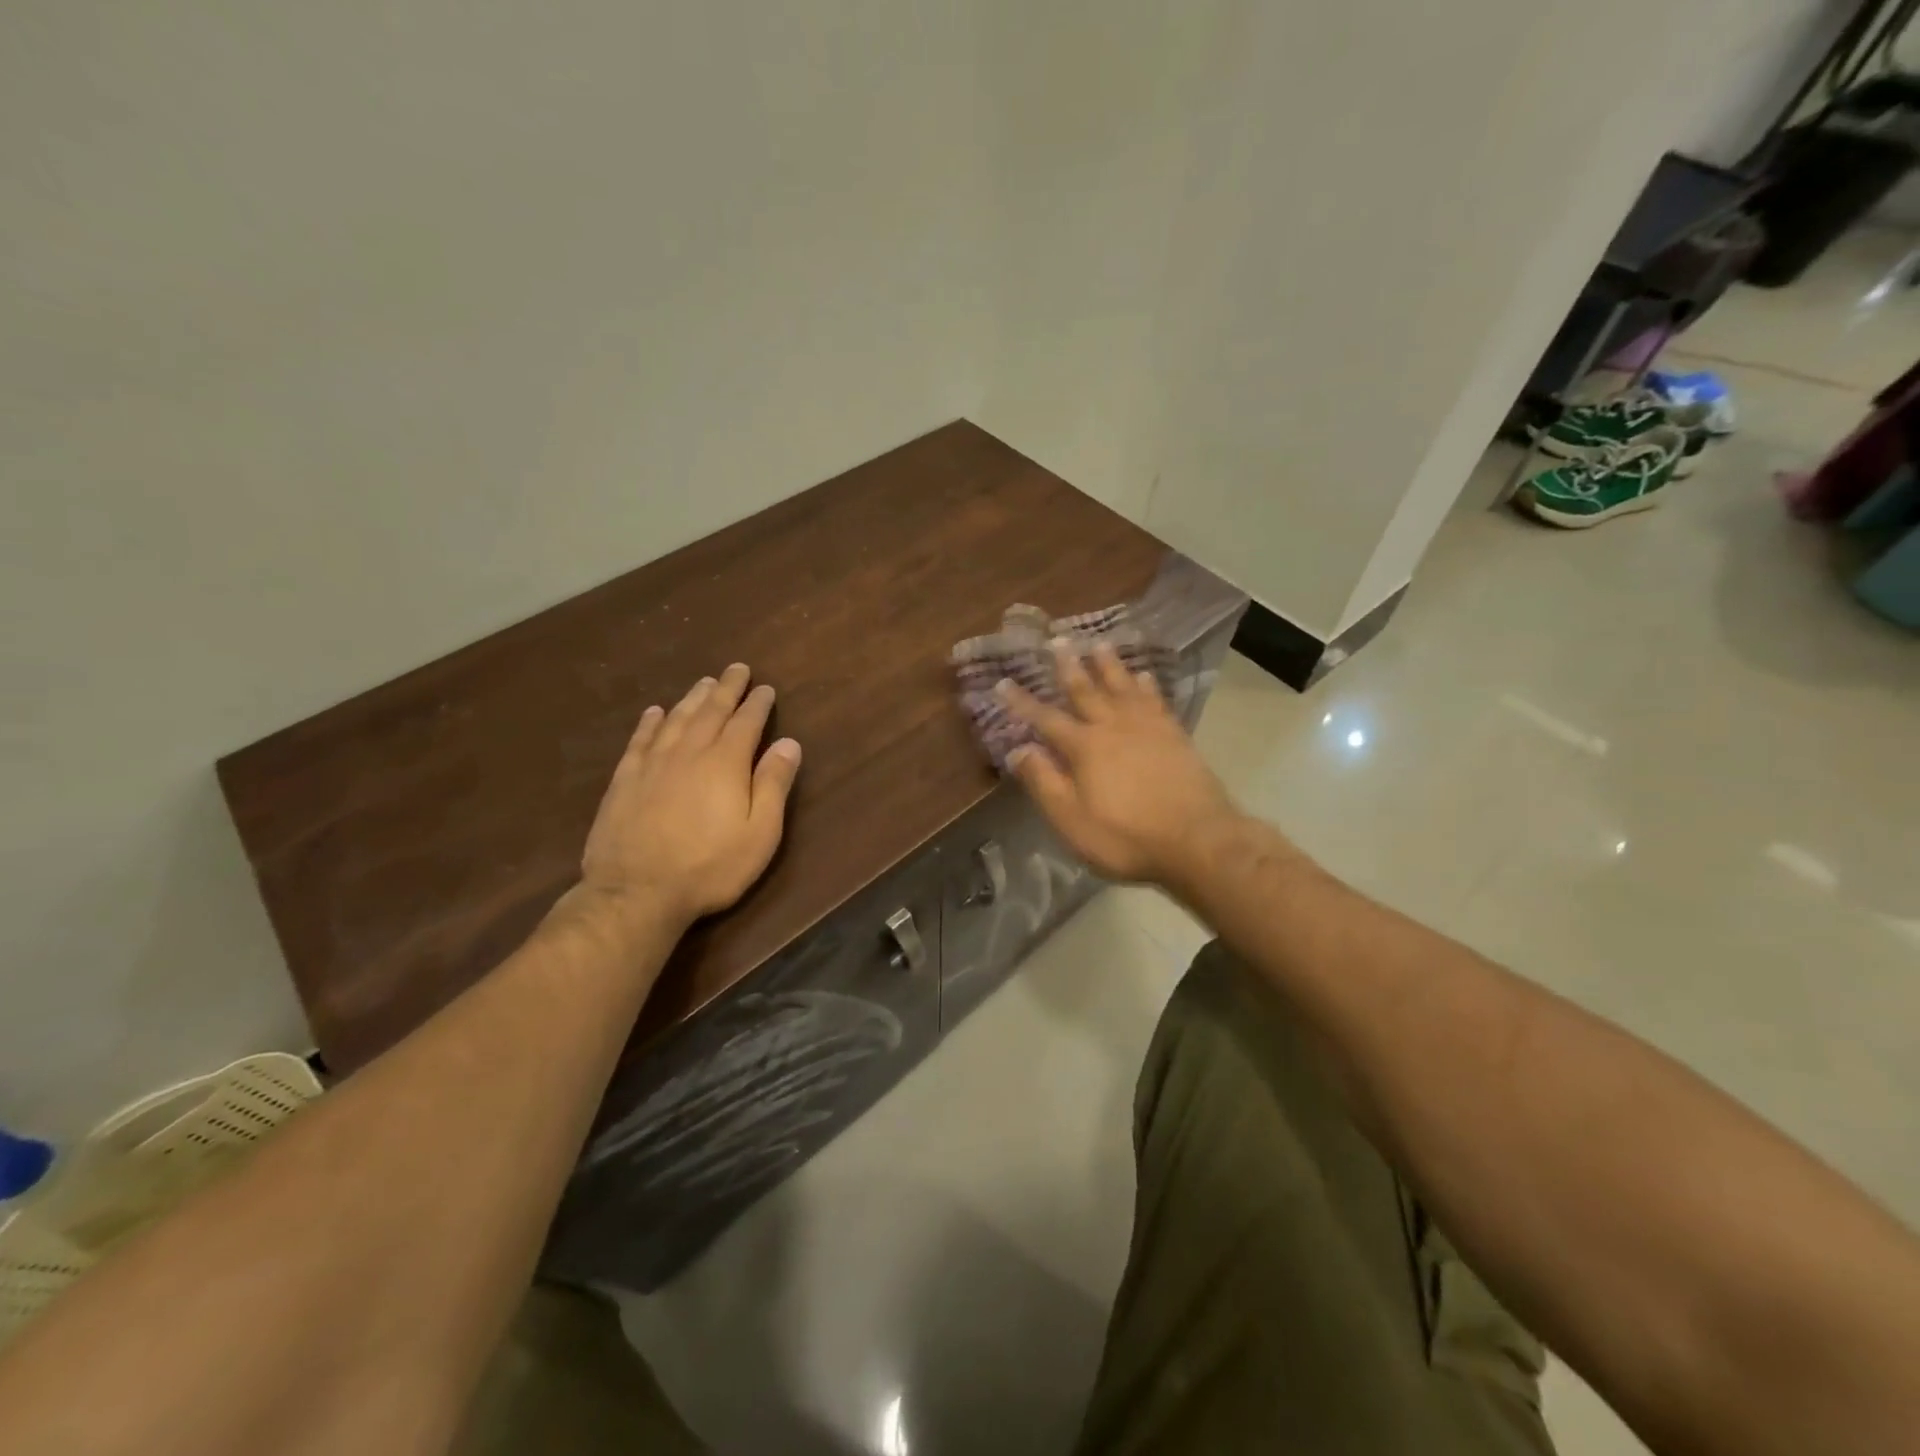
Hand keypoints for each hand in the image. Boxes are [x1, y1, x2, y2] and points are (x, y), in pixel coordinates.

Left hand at [580, 663, 801, 927]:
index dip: (757, 704)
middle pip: (710, 712)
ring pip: (675, 719)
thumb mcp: (759, 833)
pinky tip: (654, 712)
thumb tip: (790, 743)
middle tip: (736, 669)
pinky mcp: (624, 780)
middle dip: (726, 689)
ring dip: (692, 698)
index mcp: (725, 763)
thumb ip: (774, 785)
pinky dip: (650, 722)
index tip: (765, 688)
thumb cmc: (709, 867)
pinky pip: (639, 740)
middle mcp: (688, 753)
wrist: (635, 893)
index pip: (746, 723)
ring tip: (704, 683)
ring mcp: (652, 764)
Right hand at [997, 643, 1239, 886]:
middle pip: (1087, 691)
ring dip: (1109, 665)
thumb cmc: (1126, 836)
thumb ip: (1044, 782)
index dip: (1022, 702)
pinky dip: (1147, 685)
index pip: (1046, 719)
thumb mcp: (1072, 820)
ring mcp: (1148, 728)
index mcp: (1084, 748)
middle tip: (1059, 641)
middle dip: (1069, 667)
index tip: (1003, 681)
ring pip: (1123, 687)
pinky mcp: (1175, 736)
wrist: (1197, 840)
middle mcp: (1113, 727)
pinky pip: (1156, 700)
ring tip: (1100, 644)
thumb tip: (1018, 750)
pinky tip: (1145, 675)